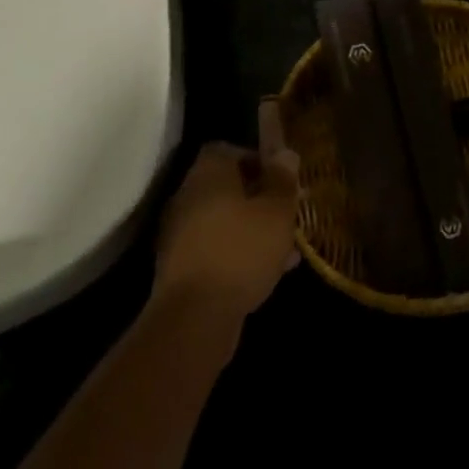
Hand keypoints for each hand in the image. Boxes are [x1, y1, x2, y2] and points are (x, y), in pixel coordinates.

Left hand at [153, 101, 301, 321]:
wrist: (194, 318)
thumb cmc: (241, 250)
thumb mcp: (277, 210)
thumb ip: (283, 179)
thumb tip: (285, 153)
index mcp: (208, 174)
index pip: (228, 149)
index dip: (257, 158)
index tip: (281, 178)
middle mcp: (188, 198)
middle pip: (227, 187)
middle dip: (260, 198)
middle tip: (288, 213)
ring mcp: (180, 235)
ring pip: (224, 221)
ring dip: (253, 228)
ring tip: (286, 247)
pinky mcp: (180, 269)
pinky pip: (216, 249)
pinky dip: (239, 254)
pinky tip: (268, 272)